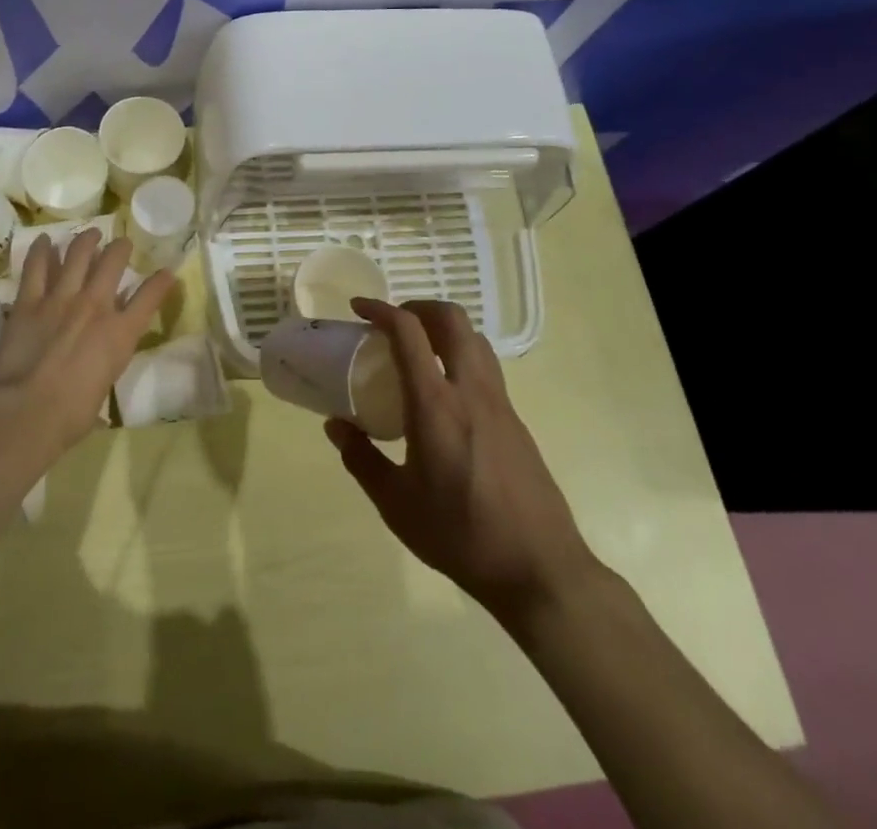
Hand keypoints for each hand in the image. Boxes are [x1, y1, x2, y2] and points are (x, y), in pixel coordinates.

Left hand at [0, 229, 174, 457]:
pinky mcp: (30, 300)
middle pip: (113, 262)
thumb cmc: (73, 414)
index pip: (150, 297)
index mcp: (121, 332)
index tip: (167, 271)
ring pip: (78, 254)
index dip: (161, 282)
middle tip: (122, 244)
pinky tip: (44, 240)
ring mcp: (62, 298)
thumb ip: (108, 360)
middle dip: (121, 248)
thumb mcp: (106, 384)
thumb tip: (101, 363)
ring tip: (90, 234)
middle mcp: (96, 305)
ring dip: (86, 240)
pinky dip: (41, 251)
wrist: (29, 410)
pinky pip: (37, 267)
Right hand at [326, 299, 597, 622]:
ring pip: (475, 339)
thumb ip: (362, 459)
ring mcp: (500, 403)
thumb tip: (336, 426)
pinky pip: (486, 368)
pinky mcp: (516, 421)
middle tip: (392, 323)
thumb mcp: (396, 505)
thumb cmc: (461, 535)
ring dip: (443, 329)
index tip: (359, 308)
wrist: (540, 569)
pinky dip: (460, 357)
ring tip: (418, 351)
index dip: (382, 310)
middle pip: (452, 319)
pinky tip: (444, 394)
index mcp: (436, 405)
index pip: (409, 332)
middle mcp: (471, 391)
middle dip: (418, 307)